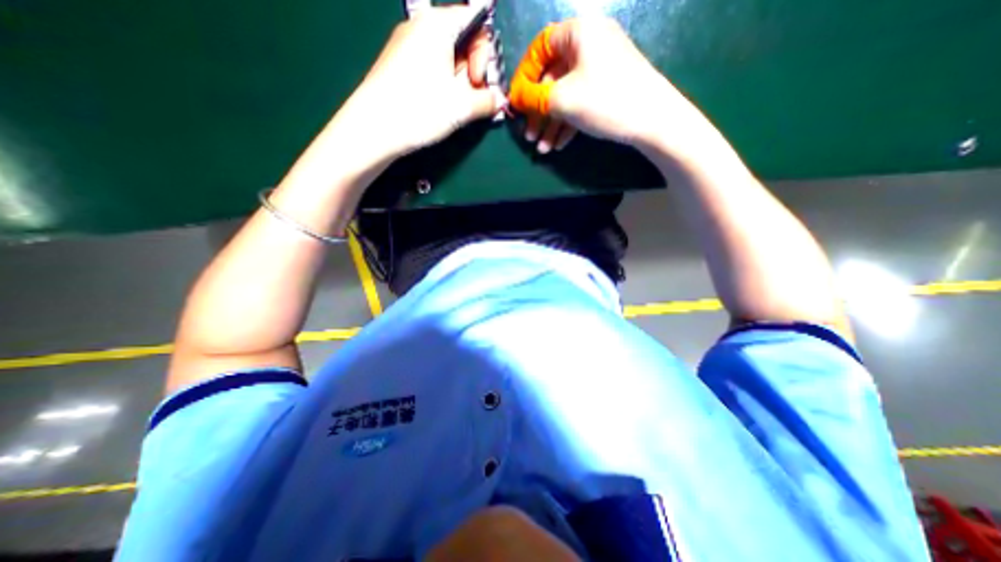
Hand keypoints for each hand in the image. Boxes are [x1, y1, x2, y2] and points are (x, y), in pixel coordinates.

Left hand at [336, 5, 504, 159]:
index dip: (485, 53)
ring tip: (458, 108)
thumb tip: (500, 100)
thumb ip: (488, 101)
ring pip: (447, 58)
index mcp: (437, 25)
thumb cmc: (420, 109)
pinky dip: (445, 86)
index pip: (476, 21)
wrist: (373, 129)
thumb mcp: (461, 107)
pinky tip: (444, 107)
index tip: (480, 82)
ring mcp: (407, 46)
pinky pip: (432, 69)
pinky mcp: (400, 67)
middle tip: (472, 99)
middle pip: (461, 40)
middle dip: (474, 70)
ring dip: (460, 83)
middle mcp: (421, 28)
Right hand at [512, 17, 706, 153]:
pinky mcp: (607, 90)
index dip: (524, 76)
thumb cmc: (604, 101)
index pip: (540, 48)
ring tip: (542, 149)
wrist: (653, 121)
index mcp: (579, 33)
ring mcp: (600, 69)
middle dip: (538, 111)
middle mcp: (589, 46)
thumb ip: (533, 97)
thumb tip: (515, 97)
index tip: (517, 102)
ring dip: (551, 124)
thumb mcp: (562, 99)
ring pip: (565, 95)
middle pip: (552, 77)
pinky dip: (567, 124)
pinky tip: (558, 146)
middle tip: (529, 135)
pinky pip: (579, 103)